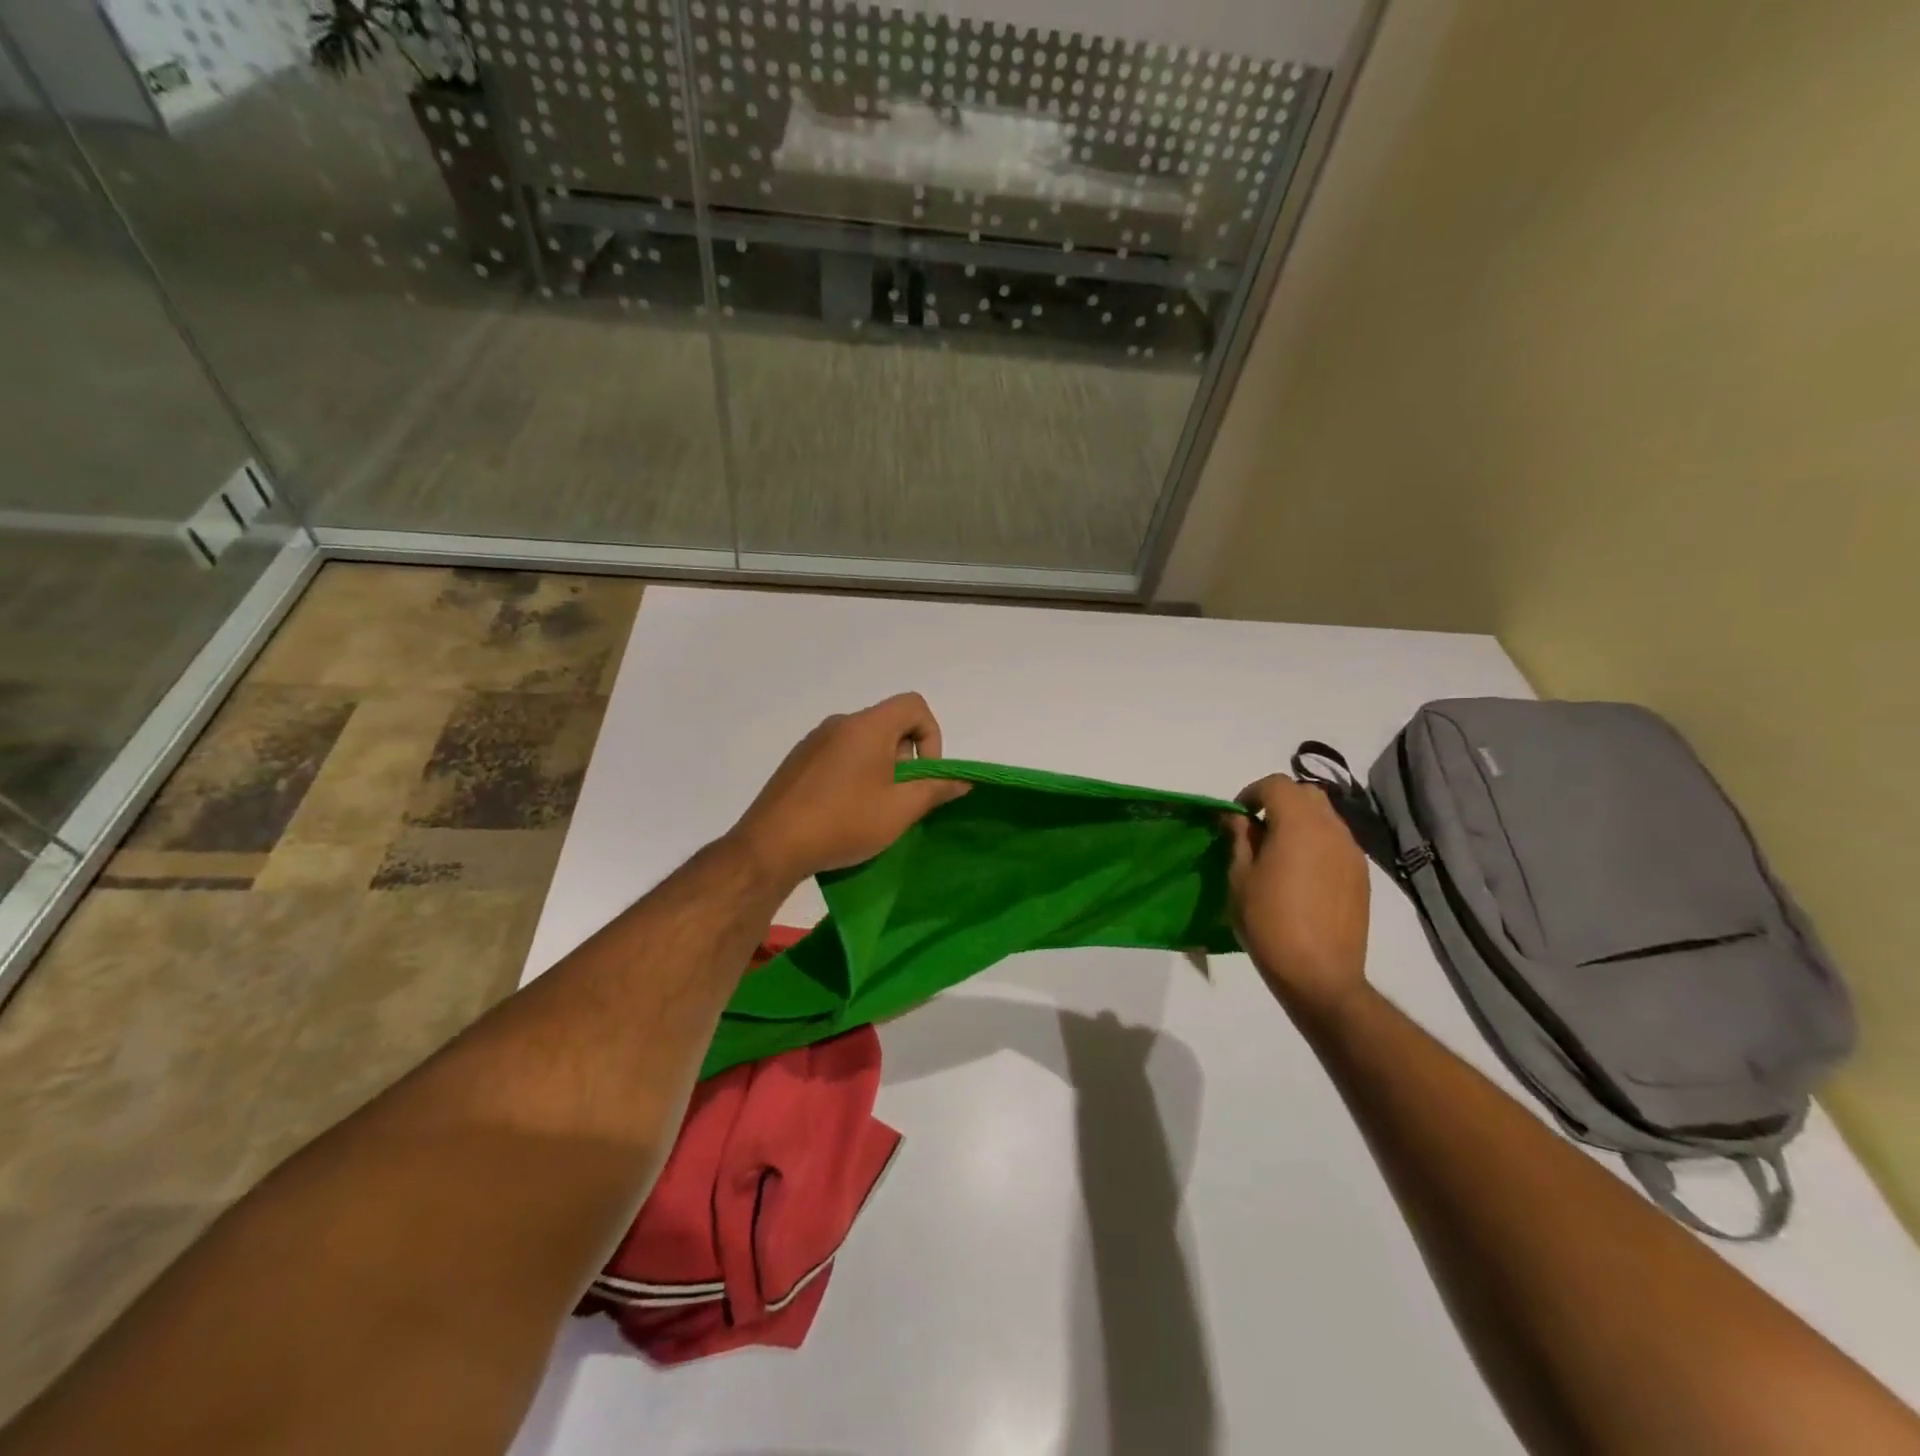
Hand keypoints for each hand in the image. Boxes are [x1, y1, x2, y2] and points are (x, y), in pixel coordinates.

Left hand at [728, 693, 970, 884]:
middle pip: (889, 724)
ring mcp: (814, 741)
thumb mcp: (899, 810)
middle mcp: (839, 723)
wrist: (770, 846)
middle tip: (900, 799)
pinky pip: (839, 755)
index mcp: (867, 726)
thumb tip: (961, 779)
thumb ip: (935, 789)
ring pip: (864, 742)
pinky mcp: (797, 761)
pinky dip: (854, 774)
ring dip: (880, 768)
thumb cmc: (843, 822)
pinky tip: (843, 811)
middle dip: (905, 758)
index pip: (914, 705)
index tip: (922, 775)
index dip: (931, 736)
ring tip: (872, 810)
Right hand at [1226, 774, 1371, 1031]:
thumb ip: (1240, 839)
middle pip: (1306, 794)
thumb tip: (1238, 817)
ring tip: (1279, 853)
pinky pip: (1337, 842)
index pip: (1277, 784)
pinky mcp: (1361, 875)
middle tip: (1257, 829)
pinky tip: (1301, 874)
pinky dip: (1317, 843)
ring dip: (1300, 822)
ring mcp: (1352, 852)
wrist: (1320, 974)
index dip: (1252, 792)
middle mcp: (1332, 829)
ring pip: (1325, 817)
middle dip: (1279, 802)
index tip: (1237, 816)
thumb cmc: (1269, 923)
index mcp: (1299, 825)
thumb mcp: (1240, 878)